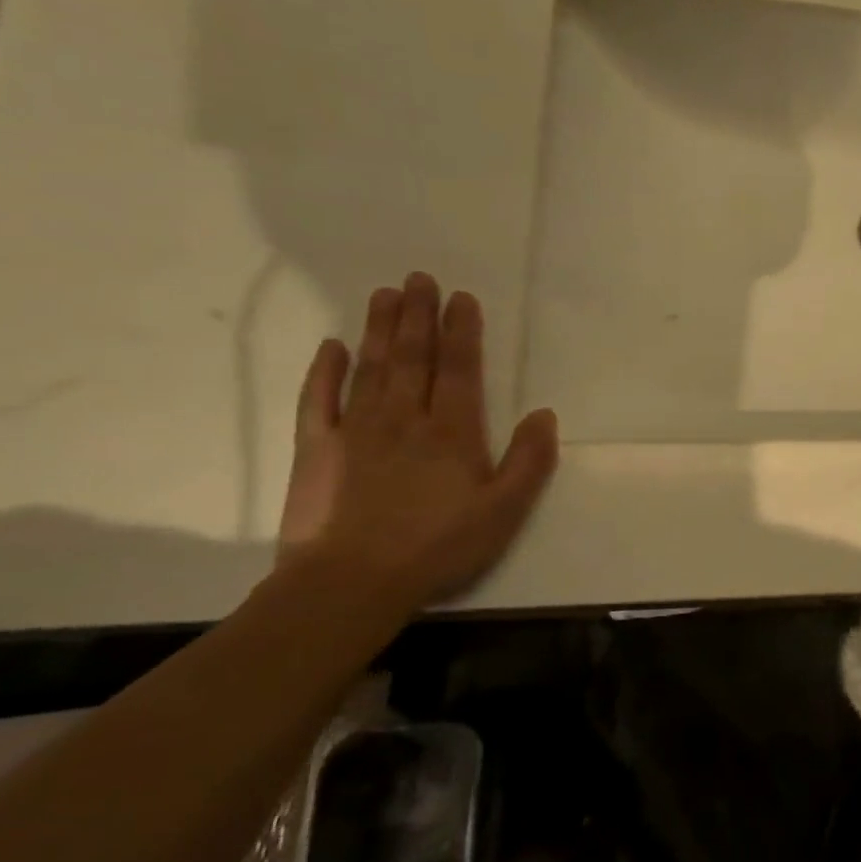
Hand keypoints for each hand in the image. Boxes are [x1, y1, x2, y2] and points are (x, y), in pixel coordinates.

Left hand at [278, 273, 559, 608]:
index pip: (458, 368)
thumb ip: (529, 461)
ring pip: (371, 367)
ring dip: (380, 329)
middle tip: (419, 278)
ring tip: (385, 295)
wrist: (350, 583)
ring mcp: (354, 430)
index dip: (462, 331)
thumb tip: (544, 414)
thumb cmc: (438, 546)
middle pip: (413, 357)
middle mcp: (403, 418)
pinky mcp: (316, 449)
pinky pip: (318, 400)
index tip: (461, 297)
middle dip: (419, 315)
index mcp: (451, 431)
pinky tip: (331, 346)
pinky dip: (324, 371)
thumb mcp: (505, 511)